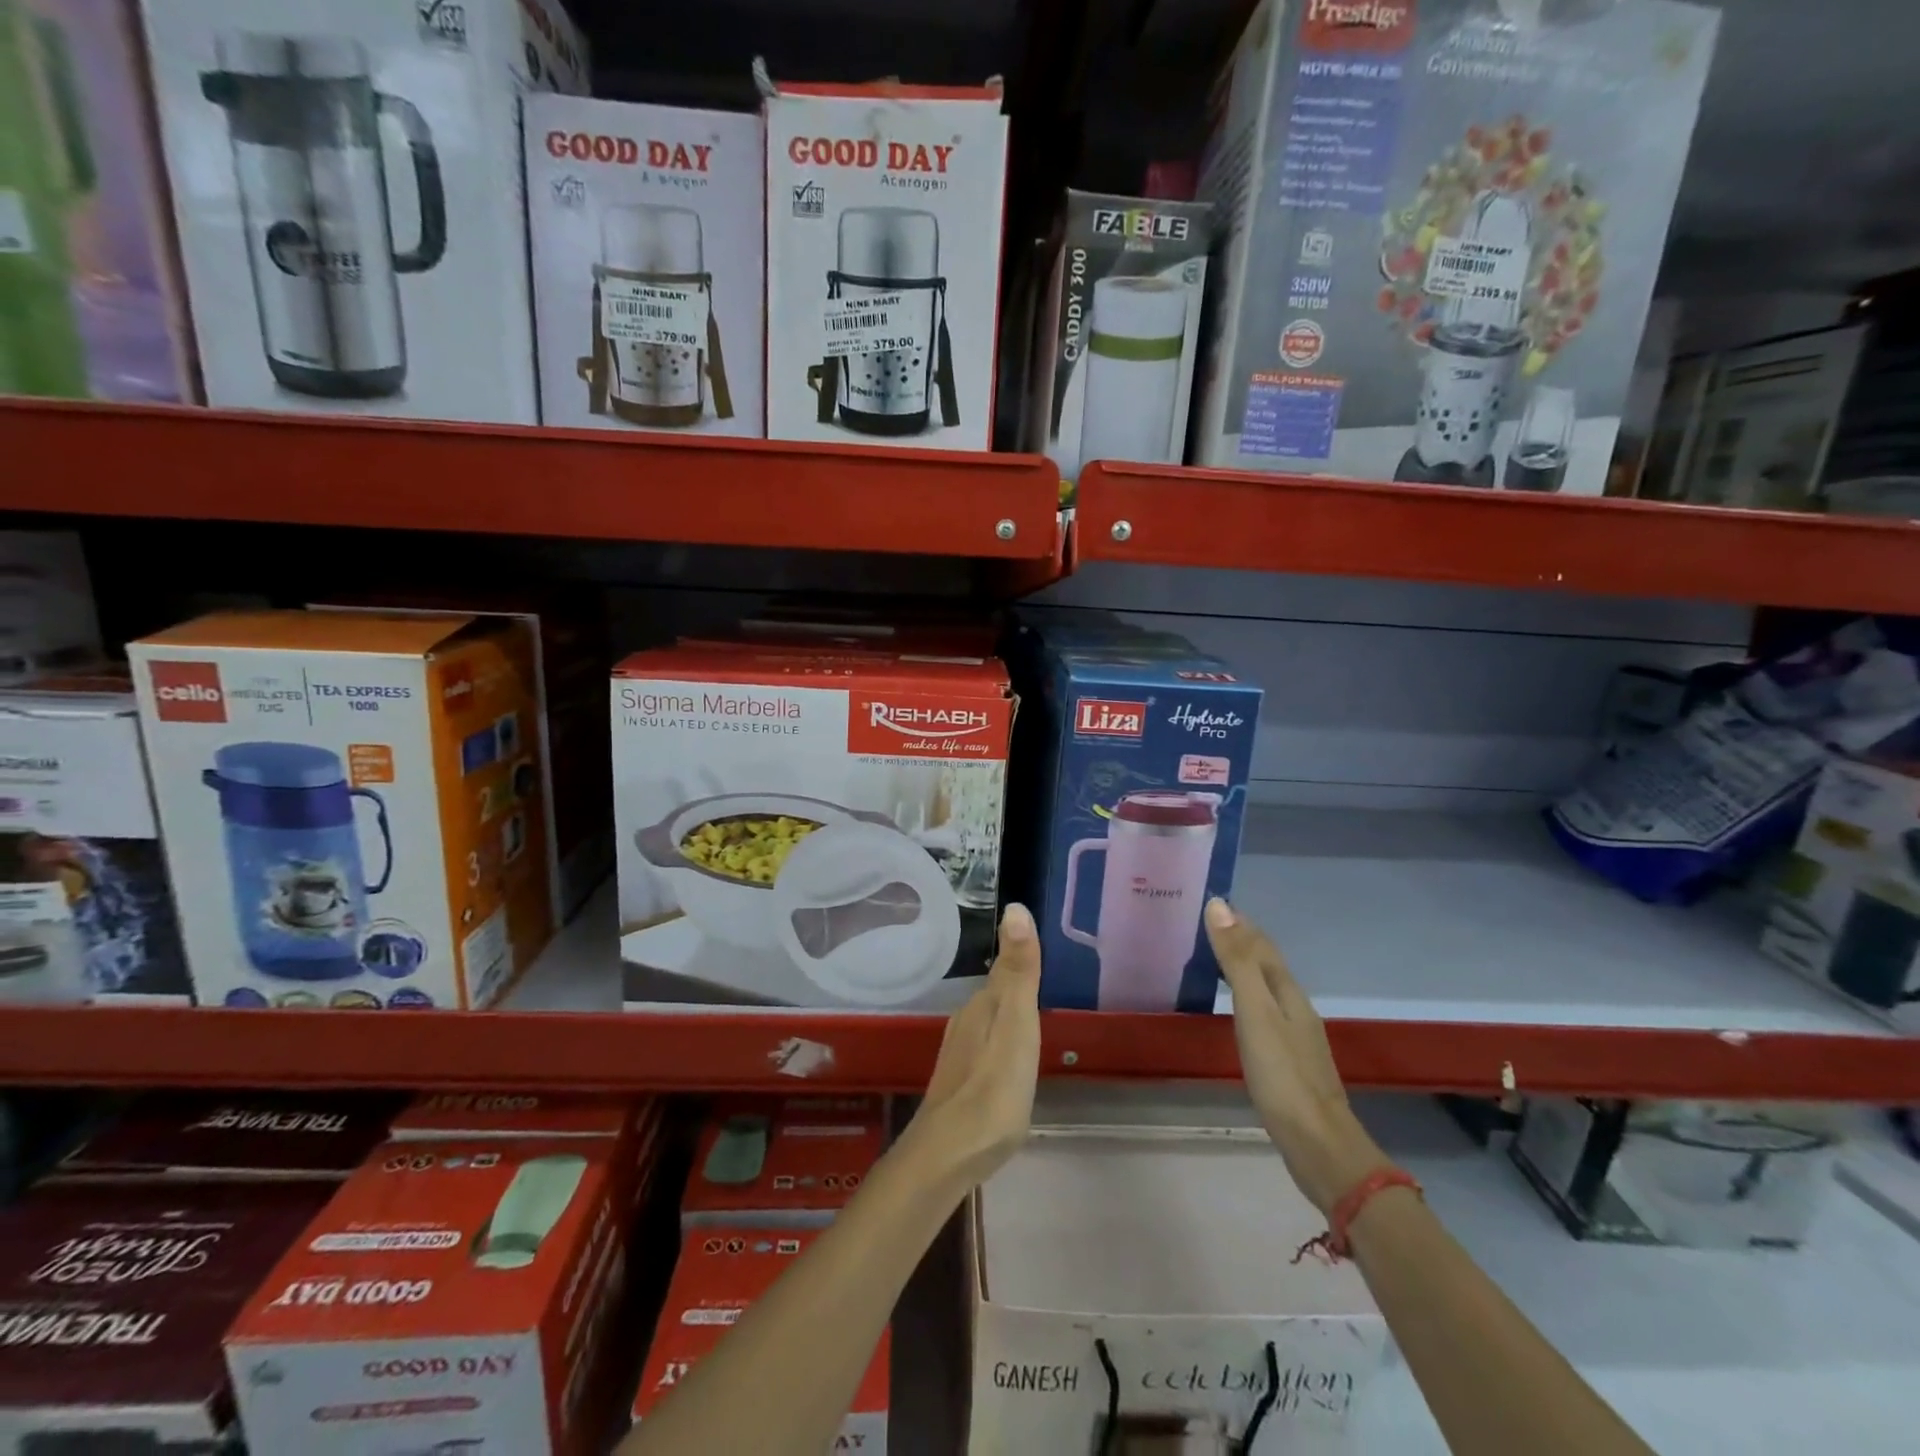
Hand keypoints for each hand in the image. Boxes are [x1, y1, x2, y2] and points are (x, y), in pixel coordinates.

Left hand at [905, 903, 1042, 1191]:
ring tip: (1033, 1017)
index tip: (1041, 945)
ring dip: (1008, 1014)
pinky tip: (1010, 1061)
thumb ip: (1018, 971)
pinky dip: (1001, 1043)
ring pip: (989, 1020)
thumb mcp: (1016, 1025)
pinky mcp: (959, 1083)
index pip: (1006, 968)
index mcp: (983, 1005)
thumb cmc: (993, 1088)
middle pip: (996, 994)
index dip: (1022, 956)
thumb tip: (1014, 907)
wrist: (948, 1154)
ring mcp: (959, 1053)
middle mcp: (966, 1021)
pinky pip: (986, 1047)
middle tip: (1046, 978)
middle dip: (1017, 984)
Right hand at [1206, 898, 1387, 1213]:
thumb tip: (1220, 905)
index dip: (1239, 923)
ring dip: (1243, 968)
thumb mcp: (1254, 1011)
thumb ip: (1236, 960)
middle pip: (1267, 964)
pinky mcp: (1288, 1062)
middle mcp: (1294, 1007)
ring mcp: (1295, 1036)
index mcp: (1287, 992)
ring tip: (1215, 959)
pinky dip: (1246, 997)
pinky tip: (1238, 1011)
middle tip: (1207, 925)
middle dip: (1241, 941)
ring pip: (1266, 988)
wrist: (1318, 1144)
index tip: (1212, 903)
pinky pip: (1263, 1013)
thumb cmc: (1281, 1074)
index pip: (1261, 945)